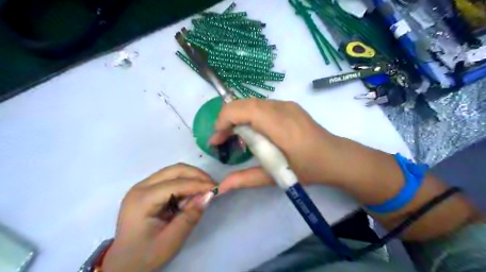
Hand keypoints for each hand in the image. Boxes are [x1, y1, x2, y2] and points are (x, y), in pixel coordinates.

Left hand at [101, 164, 214, 271]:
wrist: (123, 264)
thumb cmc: (145, 255)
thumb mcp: (171, 241)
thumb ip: (190, 216)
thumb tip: (208, 196)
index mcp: (142, 200)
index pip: (176, 184)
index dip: (198, 184)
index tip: (216, 188)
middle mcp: (141, 187)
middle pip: (174, 170)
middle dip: (196, 175)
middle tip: (212, 185)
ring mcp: (143, 186)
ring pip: (173, 172)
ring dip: (191, 178)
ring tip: (203, 192)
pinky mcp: (147, 190)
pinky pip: (170, 179)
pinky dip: (184, 184)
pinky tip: (190, 196)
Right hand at [211, 98, 347, 192]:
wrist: (336, 157)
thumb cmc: (309, 169)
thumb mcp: (275, 177)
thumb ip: (245, 179)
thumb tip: (220, 188)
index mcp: (280, 125)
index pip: (243, 110)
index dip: (224, 120)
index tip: (216, 140)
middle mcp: (282, 108)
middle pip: (244, 103)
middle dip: (226, 119)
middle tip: (222, 140)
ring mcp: (287, 104)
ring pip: (251, 103)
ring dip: (237, 117)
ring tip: (235, 137)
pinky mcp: (289, 106)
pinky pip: (261, 106)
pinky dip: (249, 116)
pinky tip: (253, 132)